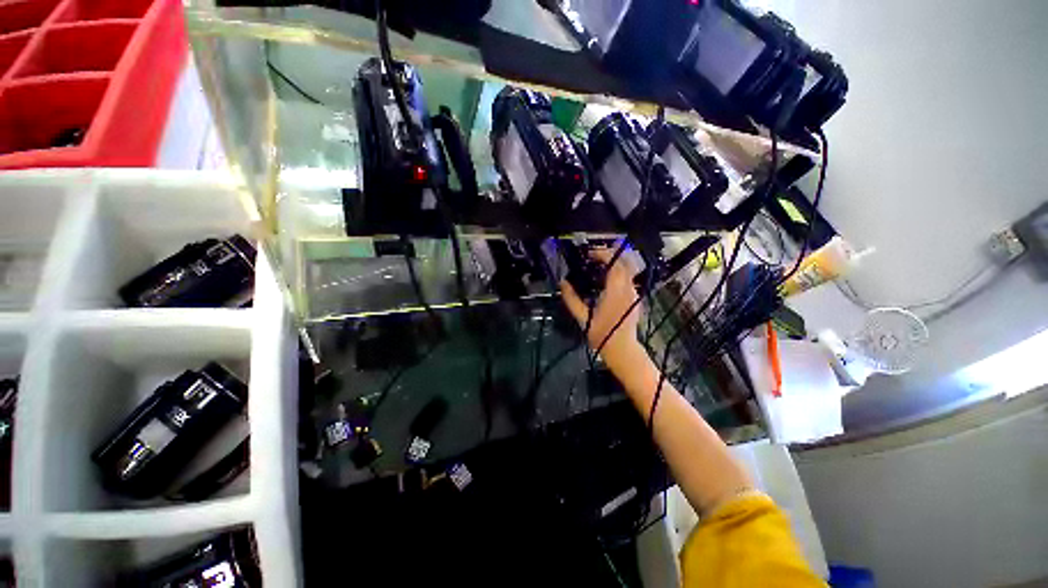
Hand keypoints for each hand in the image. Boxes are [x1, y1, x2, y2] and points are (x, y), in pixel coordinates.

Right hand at [560, 248, 643, 368]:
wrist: (622, 350)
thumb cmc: (601, 335)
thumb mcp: (583, 318)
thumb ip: (571, 299)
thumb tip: (562, 283)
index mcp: (615, 292)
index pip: (614, 263)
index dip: (602, 254)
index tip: (589, 254)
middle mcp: (628, 289)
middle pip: (624, 262)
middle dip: (609, 254)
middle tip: (593, 256)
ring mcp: (634, 293)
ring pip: (628, 269)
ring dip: (614, 262)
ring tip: (598, 265)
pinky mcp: (635, 298)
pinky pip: (628, 278)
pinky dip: (618, 272)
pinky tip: (606, 279)